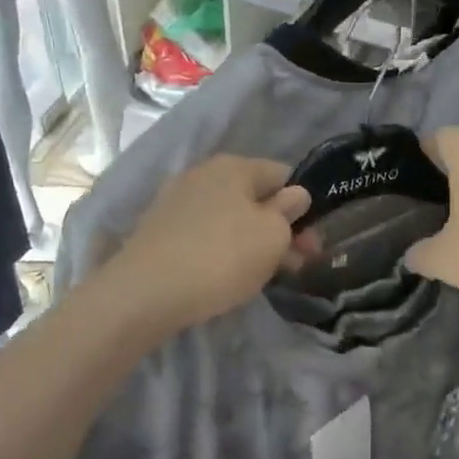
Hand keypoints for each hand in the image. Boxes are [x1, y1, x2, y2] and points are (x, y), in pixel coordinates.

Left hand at [107, 156, 309, 333]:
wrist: (146, 292)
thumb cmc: (221, 257)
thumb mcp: (272, 236)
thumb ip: (288, 213)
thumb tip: (295, 195)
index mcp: (234, 166)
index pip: (283, 175)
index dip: (304, 207)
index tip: (312, 243)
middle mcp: (203, 174)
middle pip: (255, 198)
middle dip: (280, 229)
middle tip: (296, 265)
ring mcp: (177, 202)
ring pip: (230, 219)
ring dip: (253, 243)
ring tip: (266, 276)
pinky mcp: (160, 231)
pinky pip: (205, 235)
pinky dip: (223, 251)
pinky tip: (227, 276)